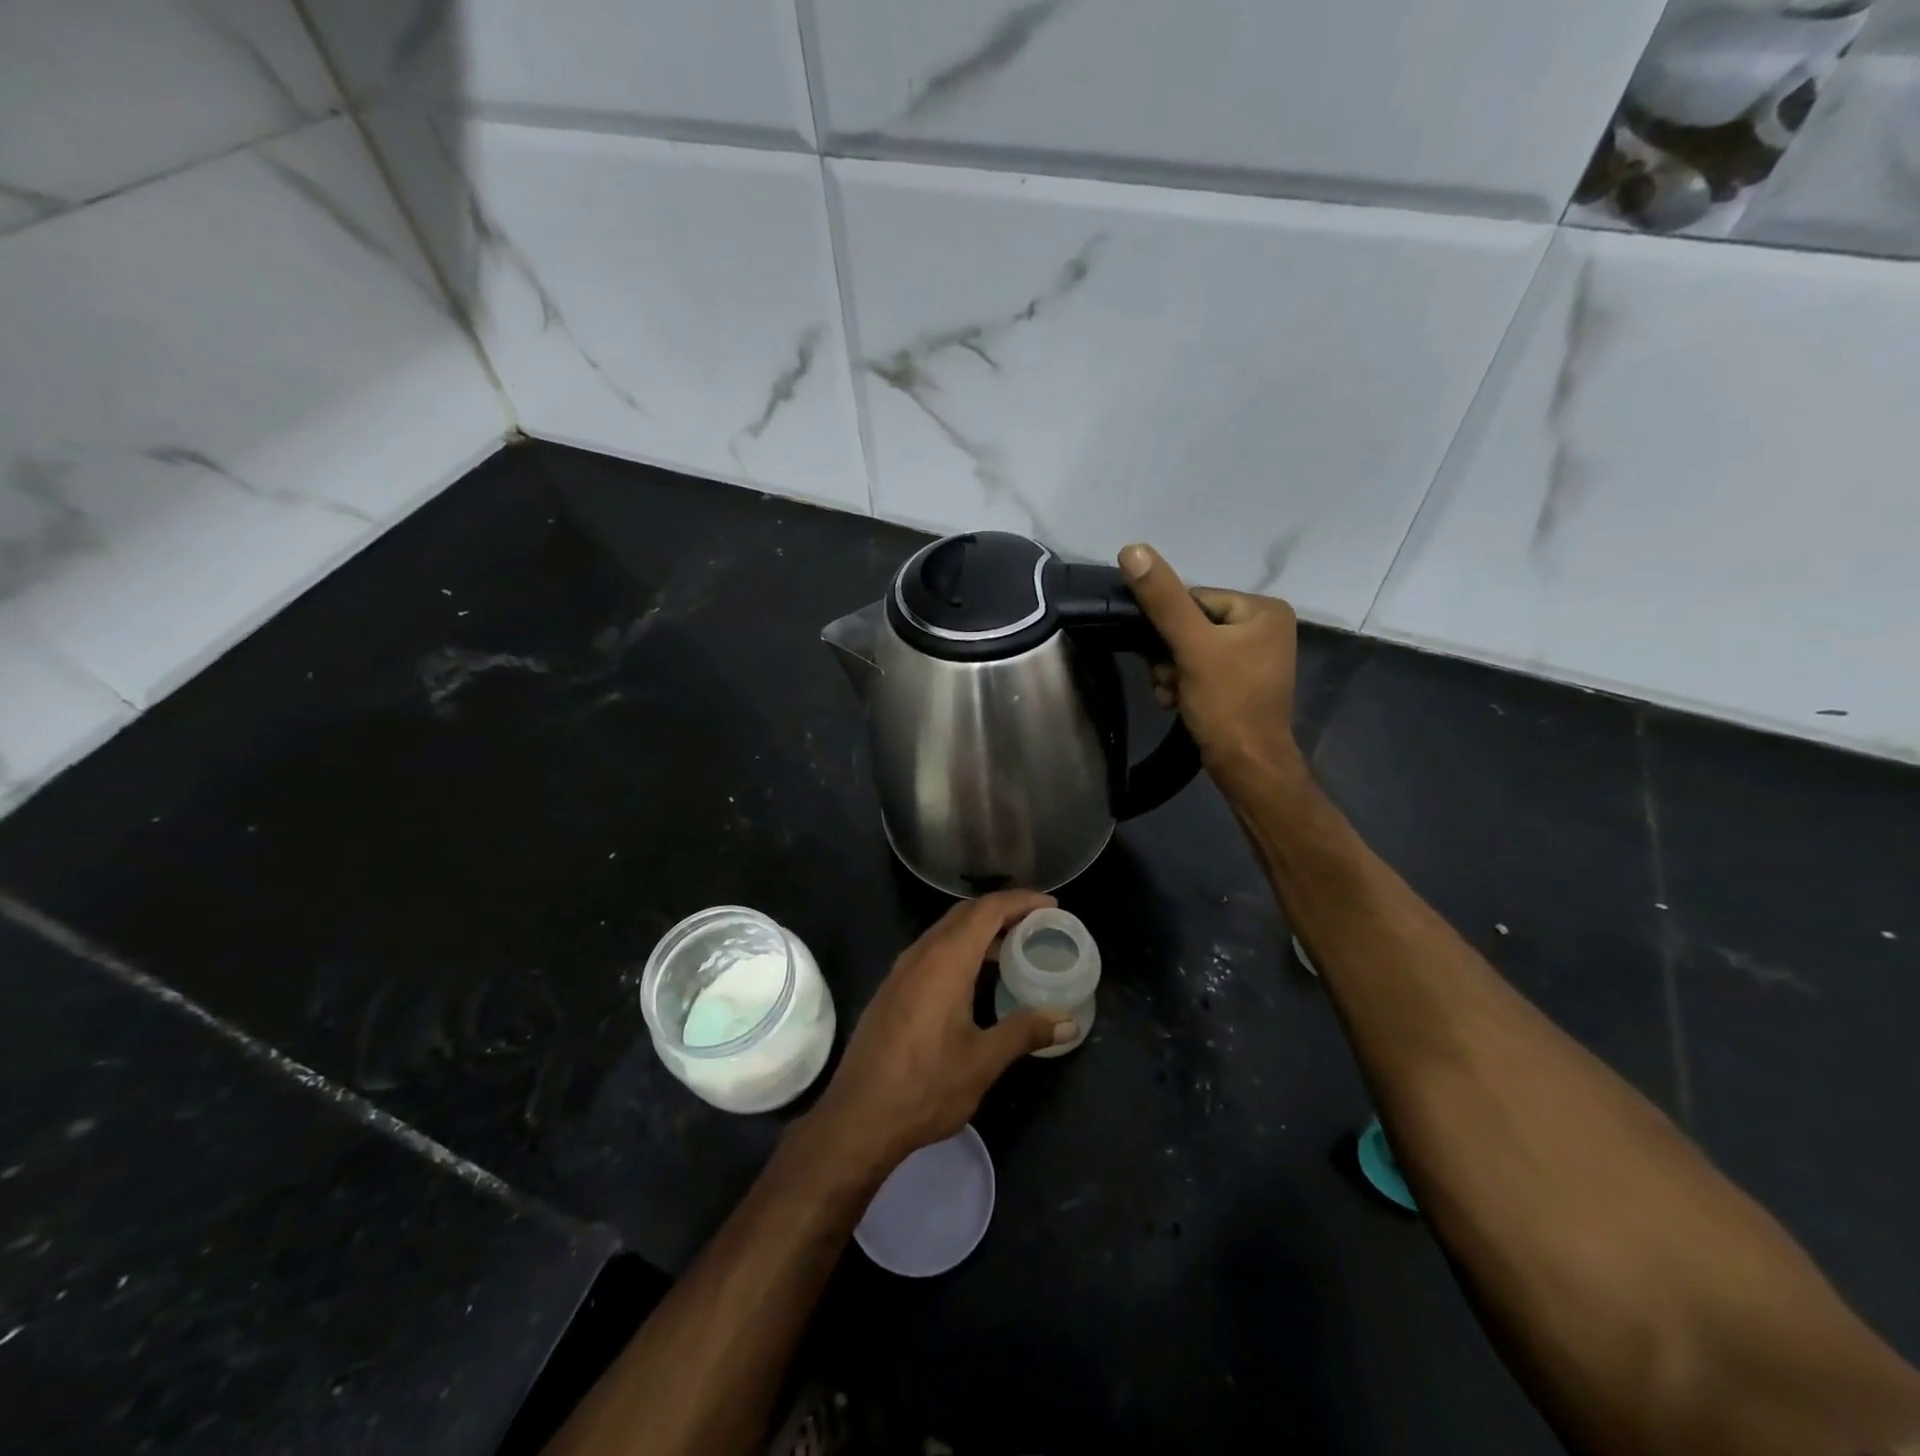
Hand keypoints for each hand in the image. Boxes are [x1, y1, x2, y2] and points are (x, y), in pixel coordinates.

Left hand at [801, 891, 1075, 1177]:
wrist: (858, 1116)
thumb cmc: (926, 1086)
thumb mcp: (983, 1061)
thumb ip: (1025, 1032)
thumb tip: (1068, 1022)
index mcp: (945, 960)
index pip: (987, 910)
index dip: (1021, 901)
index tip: (1051, 905)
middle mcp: (921, 954)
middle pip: (965, 914)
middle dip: (1002, 910)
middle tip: (1038, 922)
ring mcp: (901, 970)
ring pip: (945, 932)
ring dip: (979, 930)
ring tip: (1013, 946)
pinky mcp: (892, 989)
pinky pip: (932, 951)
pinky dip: (960, 948)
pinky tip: (975, 976)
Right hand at [1119, 543, 1302, 789]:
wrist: (1246, 766)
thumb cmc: (1226, 703)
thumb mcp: (1191, 646)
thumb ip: (1162, 599)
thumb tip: (1133, 549)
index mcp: (1263, 610)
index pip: (1195, 599)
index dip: (1169, 627)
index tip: (1164, 656)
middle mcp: (1264, 627)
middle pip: (1191, 625)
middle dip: (1169, 655)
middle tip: (1170, 680)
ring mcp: (1254, 657)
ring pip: (1190, 650)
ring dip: (1171, 672)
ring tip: (1174, 694)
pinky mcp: (1241, 682)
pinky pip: (1200, 669)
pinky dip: (1183, 684)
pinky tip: (1179, 701)